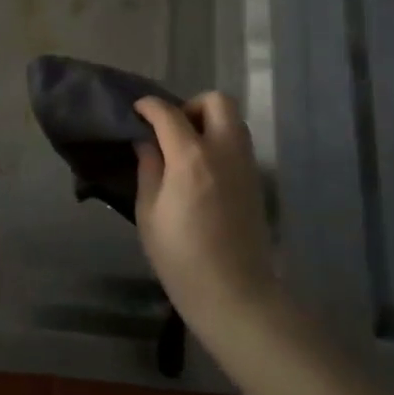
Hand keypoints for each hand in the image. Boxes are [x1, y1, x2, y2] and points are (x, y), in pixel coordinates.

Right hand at [133, 94, 281, 331]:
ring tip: (186, 149)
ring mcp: (246, 164)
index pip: (169, 113)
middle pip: (216, 102)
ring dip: (209, 122)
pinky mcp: (256, 181)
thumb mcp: (149, 213)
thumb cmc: (181, 257)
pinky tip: (203, 169)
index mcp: (191, 157)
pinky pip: (239, 143)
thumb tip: (146, 142)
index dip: (149, 106)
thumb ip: (148, 169)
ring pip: (233, 120)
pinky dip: (221, 141)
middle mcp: (224, 150)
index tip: (137, 110)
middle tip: (171, 130)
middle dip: (190, 105)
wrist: (235, 293)